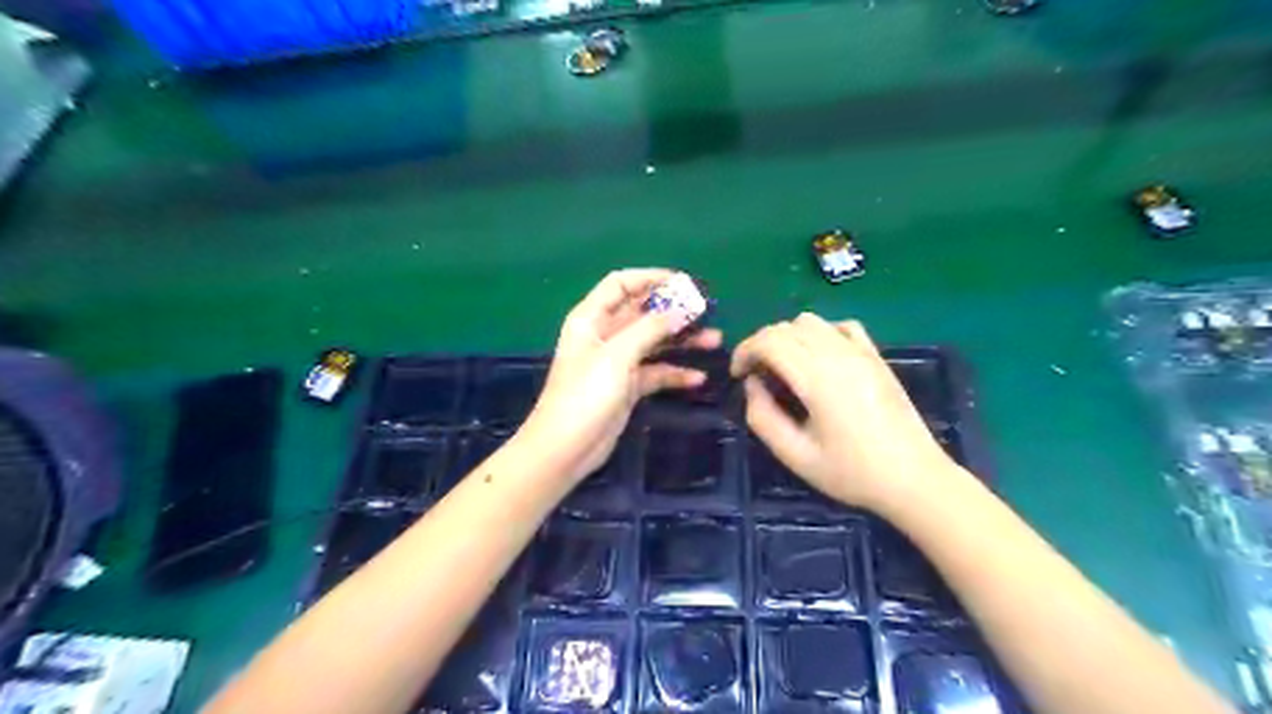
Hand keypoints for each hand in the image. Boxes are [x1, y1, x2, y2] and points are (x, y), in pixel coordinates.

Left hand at [525, 269, 724, 482]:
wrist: (566, 449)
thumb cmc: (585, 395)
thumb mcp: (617, 356)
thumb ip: (650, 328)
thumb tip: (682, 306)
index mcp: (592, 318)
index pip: (621, 284)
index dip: (651, 278)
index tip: (685, 283)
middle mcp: (605, 335)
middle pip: (642, 312)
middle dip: (674, 310)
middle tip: (708, 311)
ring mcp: (617, 362)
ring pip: (654, 342)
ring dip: (682, 340)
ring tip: (715, 340)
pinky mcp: (627, 387)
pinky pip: (656, 372)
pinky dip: (675, 373)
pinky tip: (698, 378)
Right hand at [735, 315, 952, 510]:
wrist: (914, 479)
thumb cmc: (852, 473)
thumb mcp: (796, 456)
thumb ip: (763, 418)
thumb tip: (753, 386)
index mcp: (817, 378)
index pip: (770, 341)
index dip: (744, 351)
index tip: (738, 375)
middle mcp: (838, 354)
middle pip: (786, 327)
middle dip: (761, 344)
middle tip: (756, 376)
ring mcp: (861, 352)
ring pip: (811, 321)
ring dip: (788, 337)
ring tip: (784, 368)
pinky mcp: (876, 357)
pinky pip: (841, 327)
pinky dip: (820, 334)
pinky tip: (819, 360)